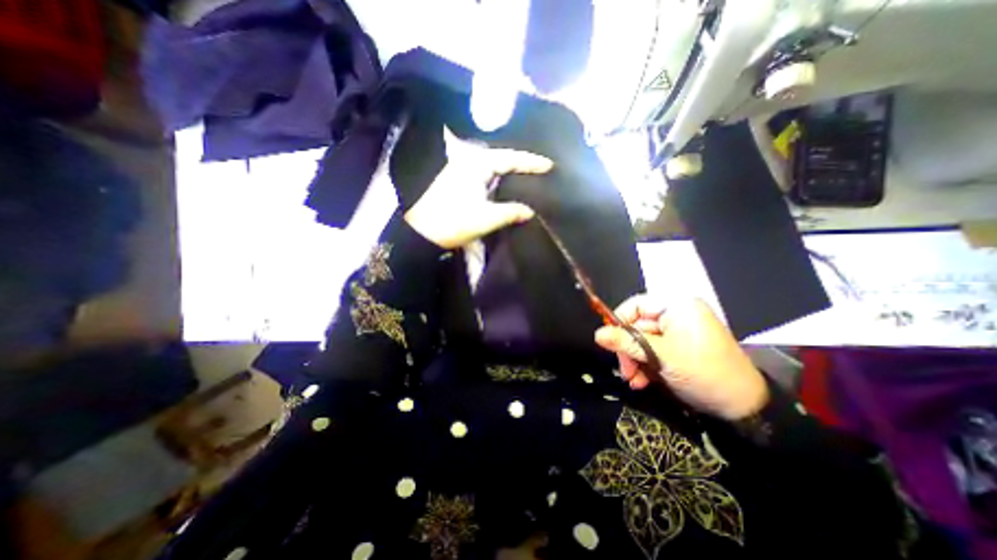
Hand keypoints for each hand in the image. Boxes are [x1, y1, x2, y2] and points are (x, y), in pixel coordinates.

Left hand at [403, 127, 551, 249]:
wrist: (421, 233)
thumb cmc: (454, 222)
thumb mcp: (486, 218)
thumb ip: (511, 212)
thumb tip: (530, 211)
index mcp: (476, 165)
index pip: (509, 158)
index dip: (531, 162)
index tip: (550, 165)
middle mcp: (467, 162)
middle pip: (500, 158)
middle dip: (520, 163)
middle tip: (540, 169)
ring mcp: (460, 171)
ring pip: (491, 166)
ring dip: (508, 170)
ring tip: (527, 175)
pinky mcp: (456, 182)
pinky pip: (483, 174)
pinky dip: (497, 178)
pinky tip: (505, 185)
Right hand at [591, 297, 768, 419]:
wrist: (744, 406)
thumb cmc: (702, 372)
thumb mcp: (660, 357)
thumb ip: (627, 343)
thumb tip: (598, 334)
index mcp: (677, 306)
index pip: (636, 305)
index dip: (619, 322)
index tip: (610, 342)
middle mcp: (677, 313)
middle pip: (638, 325)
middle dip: (629, 349)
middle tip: (625, 371)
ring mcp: (680, 330)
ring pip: (644, 340)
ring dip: (636, 360)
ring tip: (634, 381)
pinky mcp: (682, 346)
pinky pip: (656, 350)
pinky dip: (648, 364)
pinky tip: (643, 381)